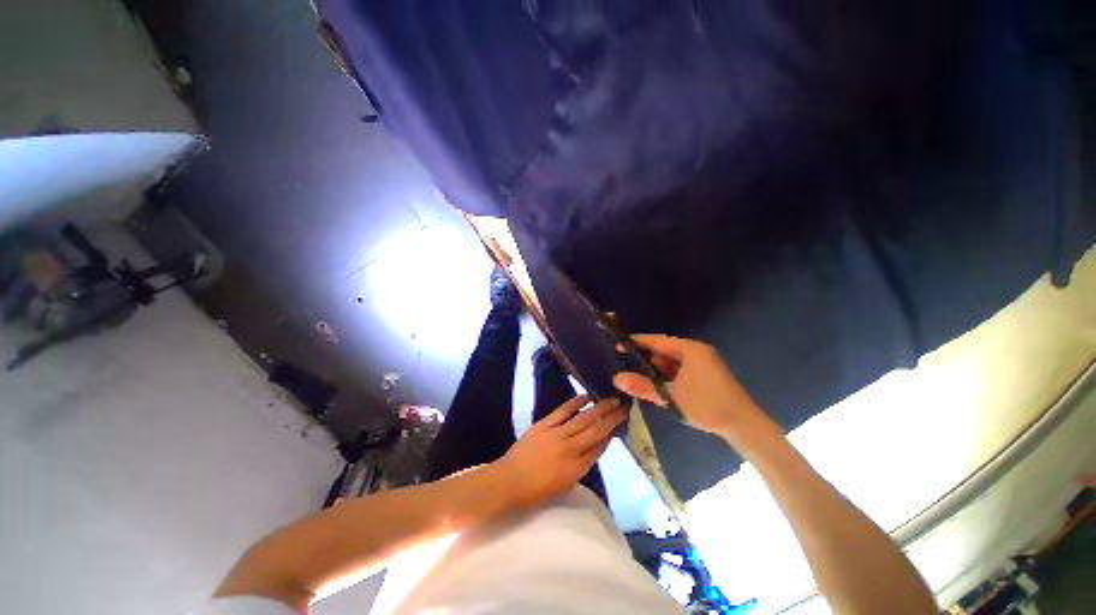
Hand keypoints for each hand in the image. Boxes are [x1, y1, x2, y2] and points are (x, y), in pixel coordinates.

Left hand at [493, 395, 624, 508]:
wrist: (508, 482)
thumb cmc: (536, 491)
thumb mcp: (564, 484)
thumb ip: (581, 465)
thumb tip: (594, 447)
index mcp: (576, 469)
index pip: (599, 448)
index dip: (611, 434)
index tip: (621, 423)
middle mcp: (570, 450)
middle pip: (596, 430)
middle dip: (611, 418)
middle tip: (623, 407)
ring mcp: (556, 435)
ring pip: (583, 418)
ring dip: (599, 408)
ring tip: (611, 399)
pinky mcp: (544, 425)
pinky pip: (563, 411)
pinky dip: (575, 402)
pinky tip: (585, 396)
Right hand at [613, 334, 777, 444]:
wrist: (745, 426)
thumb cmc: (707, 406)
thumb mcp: (671, 397)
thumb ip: (643, 386)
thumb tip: (617, 378)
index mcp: (689, 349)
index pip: (656, 341)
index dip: (636, 343)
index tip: (617, 346)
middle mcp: (696, 350)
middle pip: (663, 350)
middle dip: (645, 358)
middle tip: (625, 366)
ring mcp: (702, 361)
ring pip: (671, 361)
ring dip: (656, 369)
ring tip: (638, 378)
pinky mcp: (706, 373)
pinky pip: (680, 368)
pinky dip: (667, 375)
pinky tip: (658, 385)